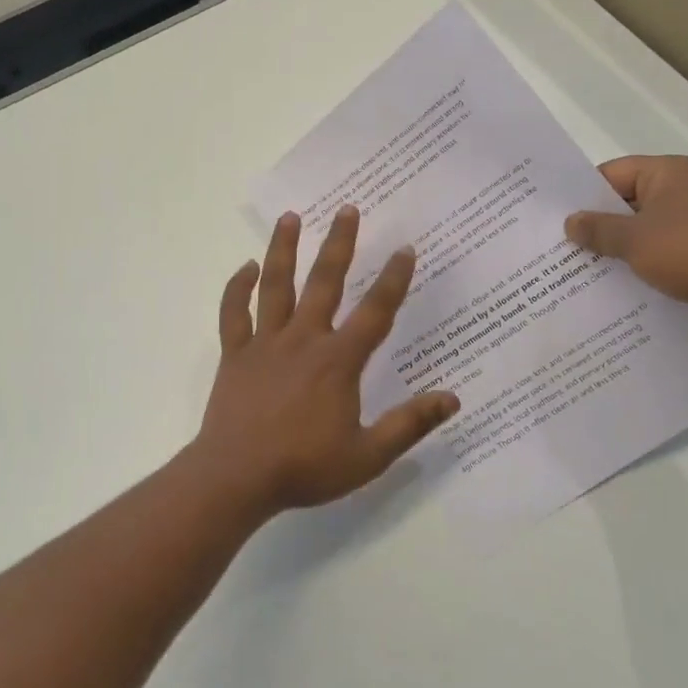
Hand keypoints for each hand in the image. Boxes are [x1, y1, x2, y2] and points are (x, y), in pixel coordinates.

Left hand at [191, 206, 460, 515]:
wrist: (236, 477)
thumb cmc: (304, 467)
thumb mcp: (367, 456)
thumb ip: (409, 424)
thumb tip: (452, 398)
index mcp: (338, 361)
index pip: (374, 312)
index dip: (394, 280)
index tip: (405, 249)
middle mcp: (303, 340)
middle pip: (324, 282)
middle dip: (339, 243)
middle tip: (347, 209)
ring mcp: (265, 343)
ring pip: (275, 285)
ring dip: (283, 249)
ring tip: (290, 217)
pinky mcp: (235, 353)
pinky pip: (235, 312)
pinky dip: (238, 288)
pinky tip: (246, 267)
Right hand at [564, 156, 687, 341]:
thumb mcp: (635, 240)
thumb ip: (598, 230)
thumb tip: (570, 222)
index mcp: (667, 174)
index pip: (611, 174)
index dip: (582, 195)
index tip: (554, 218)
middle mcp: (682, 192)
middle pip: (625, 204)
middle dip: (595, 227)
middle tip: (557, 247)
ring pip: (641, 233)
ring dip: (615, 251)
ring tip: (576, 271)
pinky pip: (659, 256)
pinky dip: (638, 268)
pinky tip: (611, 288)